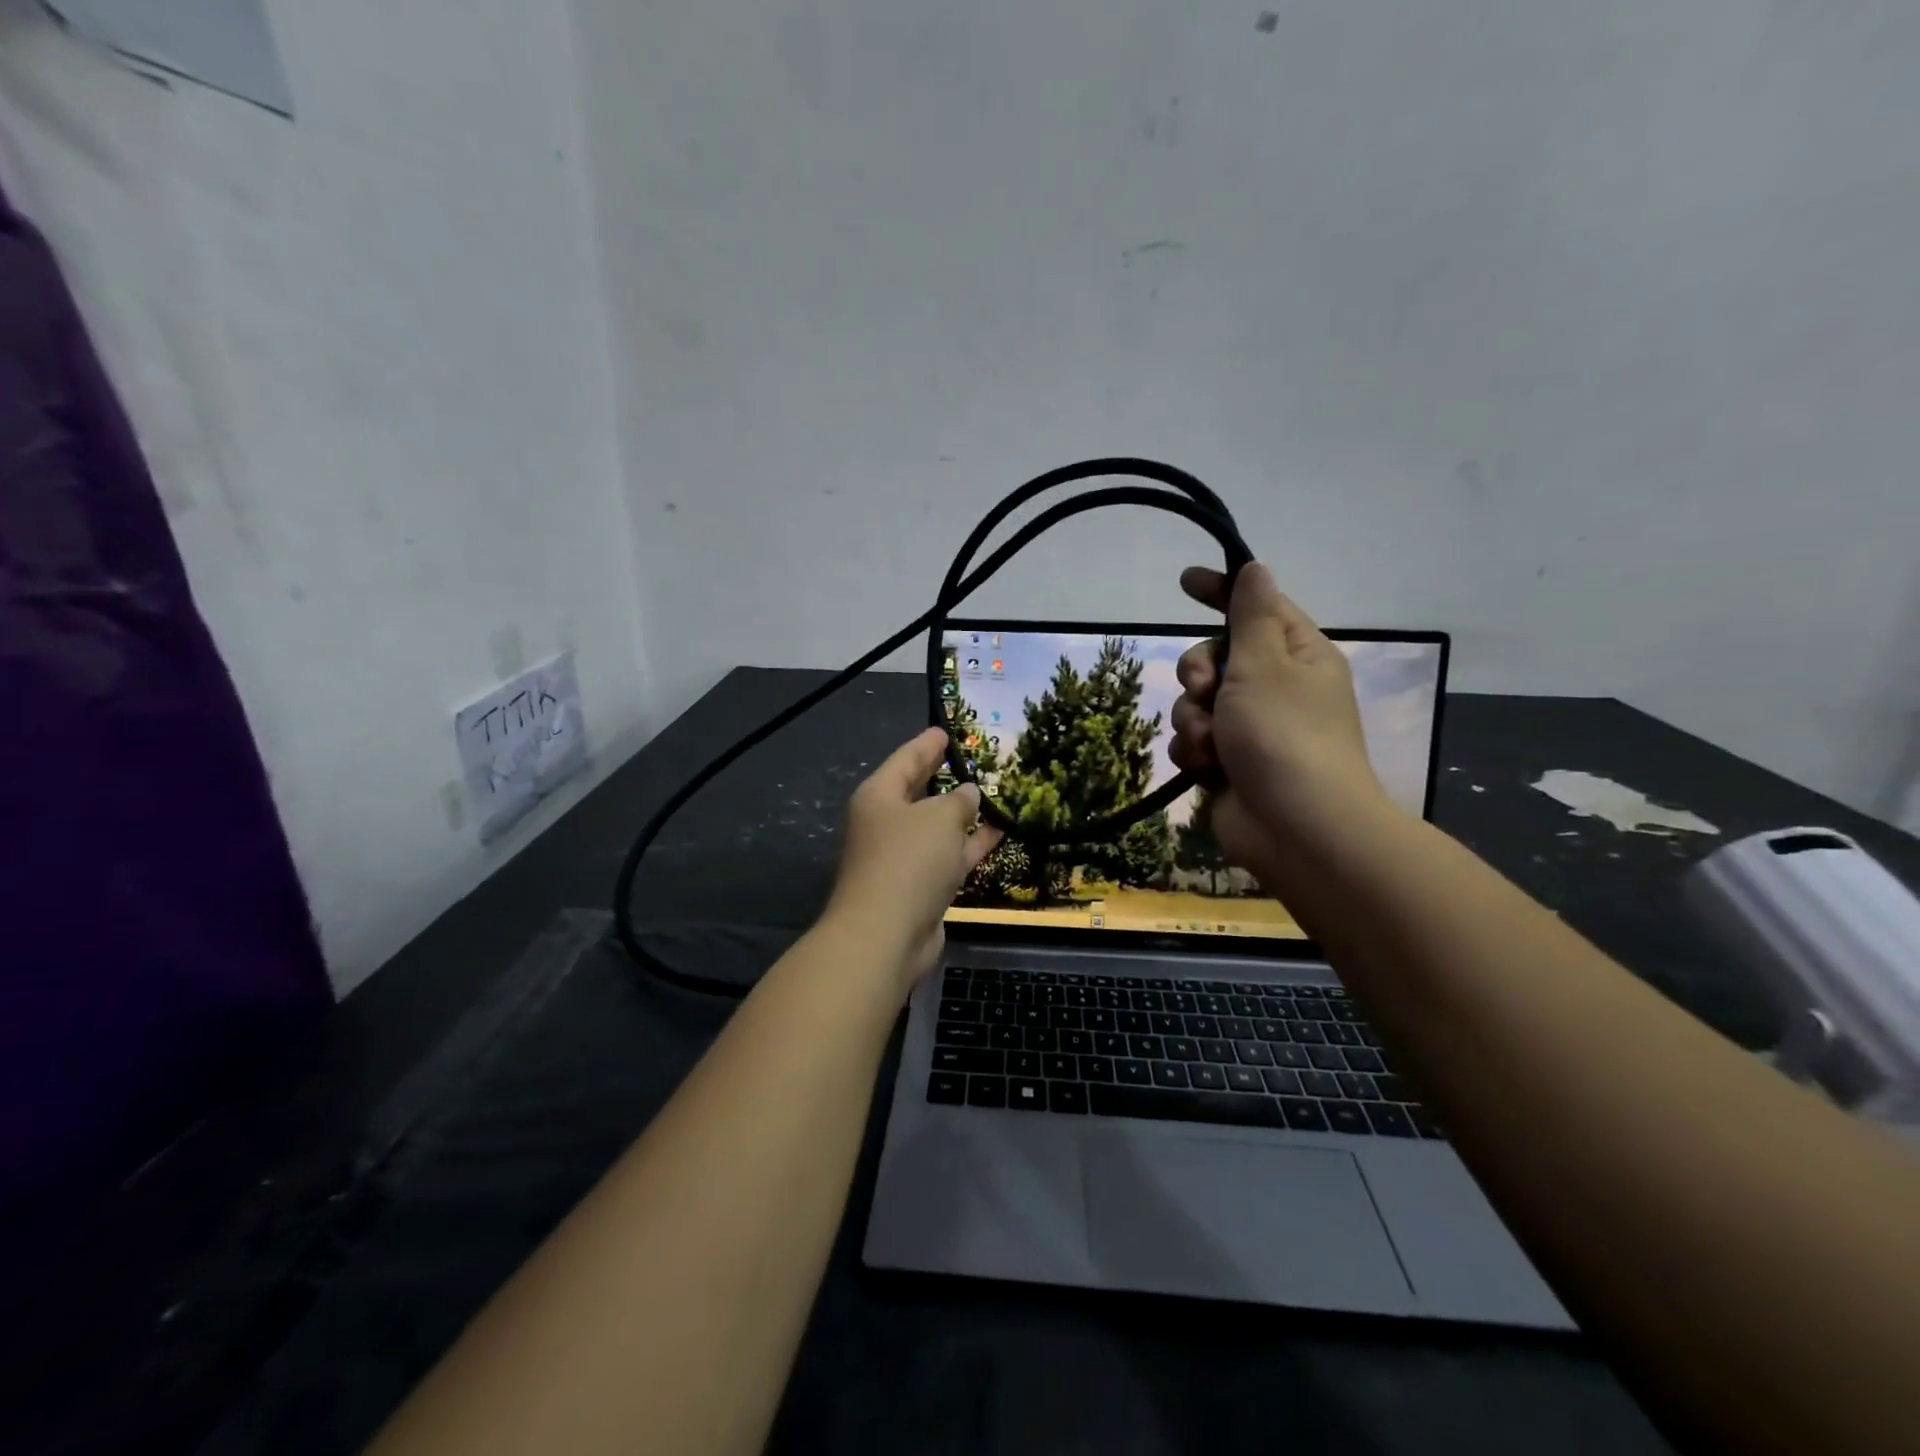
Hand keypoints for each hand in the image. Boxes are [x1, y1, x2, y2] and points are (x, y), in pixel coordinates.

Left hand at [825, 728, 1003, 987]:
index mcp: (880, 796)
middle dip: (944, 776)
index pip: (906, 759)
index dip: (927, 744)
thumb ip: (959, 800)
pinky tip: (1000, 832)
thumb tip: (969, 794)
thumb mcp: (940, 818)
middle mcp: (887, 823)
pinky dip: (971, 844)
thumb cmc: (908, 861)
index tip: (946, 730)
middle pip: (919, 792)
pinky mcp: (920, 887)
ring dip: (963, 813)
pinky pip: (949, 855)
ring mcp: (903, 857)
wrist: (886, 936)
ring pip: (937, 827)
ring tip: (994, 793)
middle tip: (971, 758)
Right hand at [1169, 563, 1388, 869]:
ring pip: (1198, 702)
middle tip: (1204, 688)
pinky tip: (1206, 766)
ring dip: (1193, 718)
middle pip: (1216, 657)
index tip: (1185, 581)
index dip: (1221, 591)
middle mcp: (1277, 688)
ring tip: (1209, 742)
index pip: (1256, 608)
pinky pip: (1196, 740)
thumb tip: (1257, 569)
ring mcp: (1252, 729)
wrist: (1295, 827)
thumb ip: (1251, 615)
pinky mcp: (1231, 763)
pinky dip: (1195, 750)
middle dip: (1198, 672)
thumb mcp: (1264, 664)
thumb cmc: (1283, 735)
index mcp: (1298, 656)